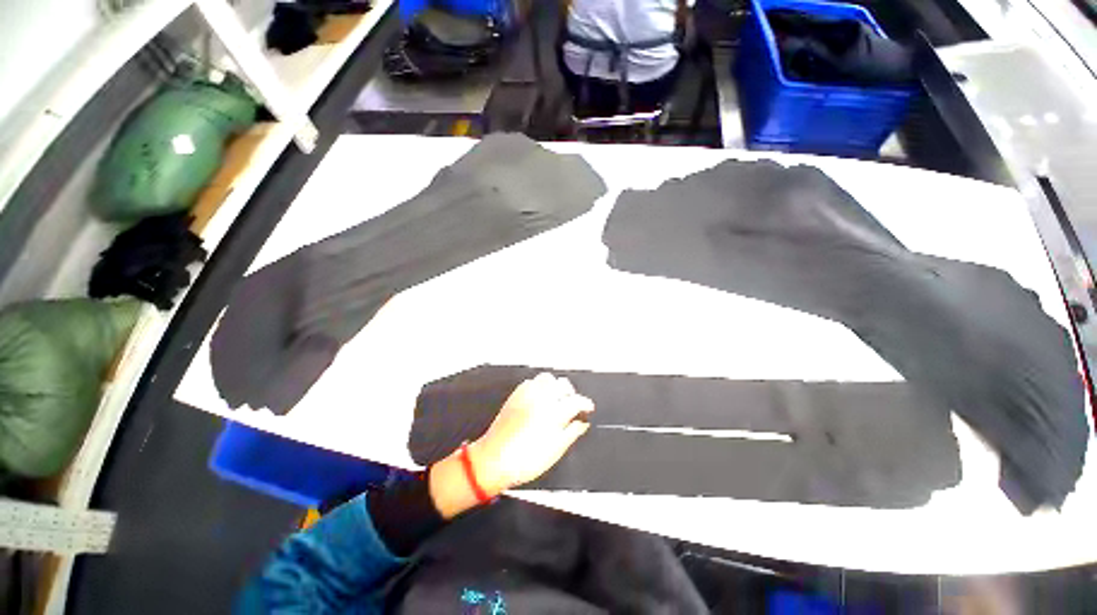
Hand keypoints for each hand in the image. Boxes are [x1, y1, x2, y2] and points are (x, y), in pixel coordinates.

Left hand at [428, 373, 593, 517]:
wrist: (493, 459)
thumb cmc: (526, 460)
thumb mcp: (554, 451)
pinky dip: (539, 386)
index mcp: (554, 413)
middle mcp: (542, 398)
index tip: (588, 408)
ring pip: (546, 378)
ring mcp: (527, 394)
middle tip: (572, 404)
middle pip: (562, 384)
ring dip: (554, 386)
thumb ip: (571, 433)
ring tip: (556, 398)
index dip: (586, 403)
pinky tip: (539, 397)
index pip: (576, 400)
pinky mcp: (515, 394)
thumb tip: (582, 423)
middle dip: (570, 392)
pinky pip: (531, 381)